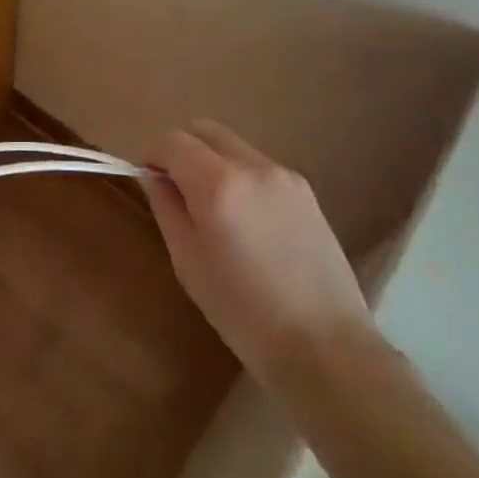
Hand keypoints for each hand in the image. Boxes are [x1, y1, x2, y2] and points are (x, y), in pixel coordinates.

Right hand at [146, 120, 375, 406]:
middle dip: (184, 151)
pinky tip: (249, 225)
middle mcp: (252, 166)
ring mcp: (285, 176)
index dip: (154, 157)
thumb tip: (154, 177)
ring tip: (218, 213)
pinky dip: (242, 178)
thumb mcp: (188, 261)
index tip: (152, 185)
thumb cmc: (243, 312)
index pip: (172, 140)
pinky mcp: (307, 191)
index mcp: (218, 183)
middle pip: (204, 130)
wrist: (325, 347)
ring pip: (234, 147)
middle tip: (180, 192)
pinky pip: (259, 168)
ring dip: (214, 163)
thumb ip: (166, 207)